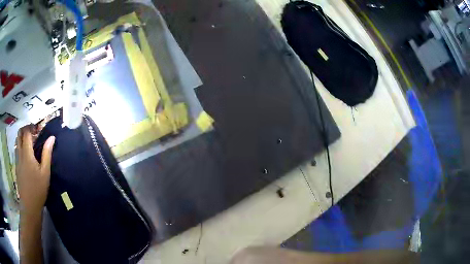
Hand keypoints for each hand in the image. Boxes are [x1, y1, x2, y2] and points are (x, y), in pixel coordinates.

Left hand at [16, 125, 54, 215]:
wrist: (29, 206)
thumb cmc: (38, 189)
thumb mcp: (45, 173)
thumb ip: (47, 154)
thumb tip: (52, 137)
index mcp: (27, 153)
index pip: (26, 132)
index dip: (31, 127)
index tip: (38, 128)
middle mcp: (20, 154)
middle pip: (19, 134)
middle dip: (25, 129)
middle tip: (33, 133)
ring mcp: (17, 161)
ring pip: (17, 142)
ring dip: (22, 138)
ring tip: (29, 143)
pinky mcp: (16, 167)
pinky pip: (17, 151)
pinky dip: (20, 147)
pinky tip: (26, 156)